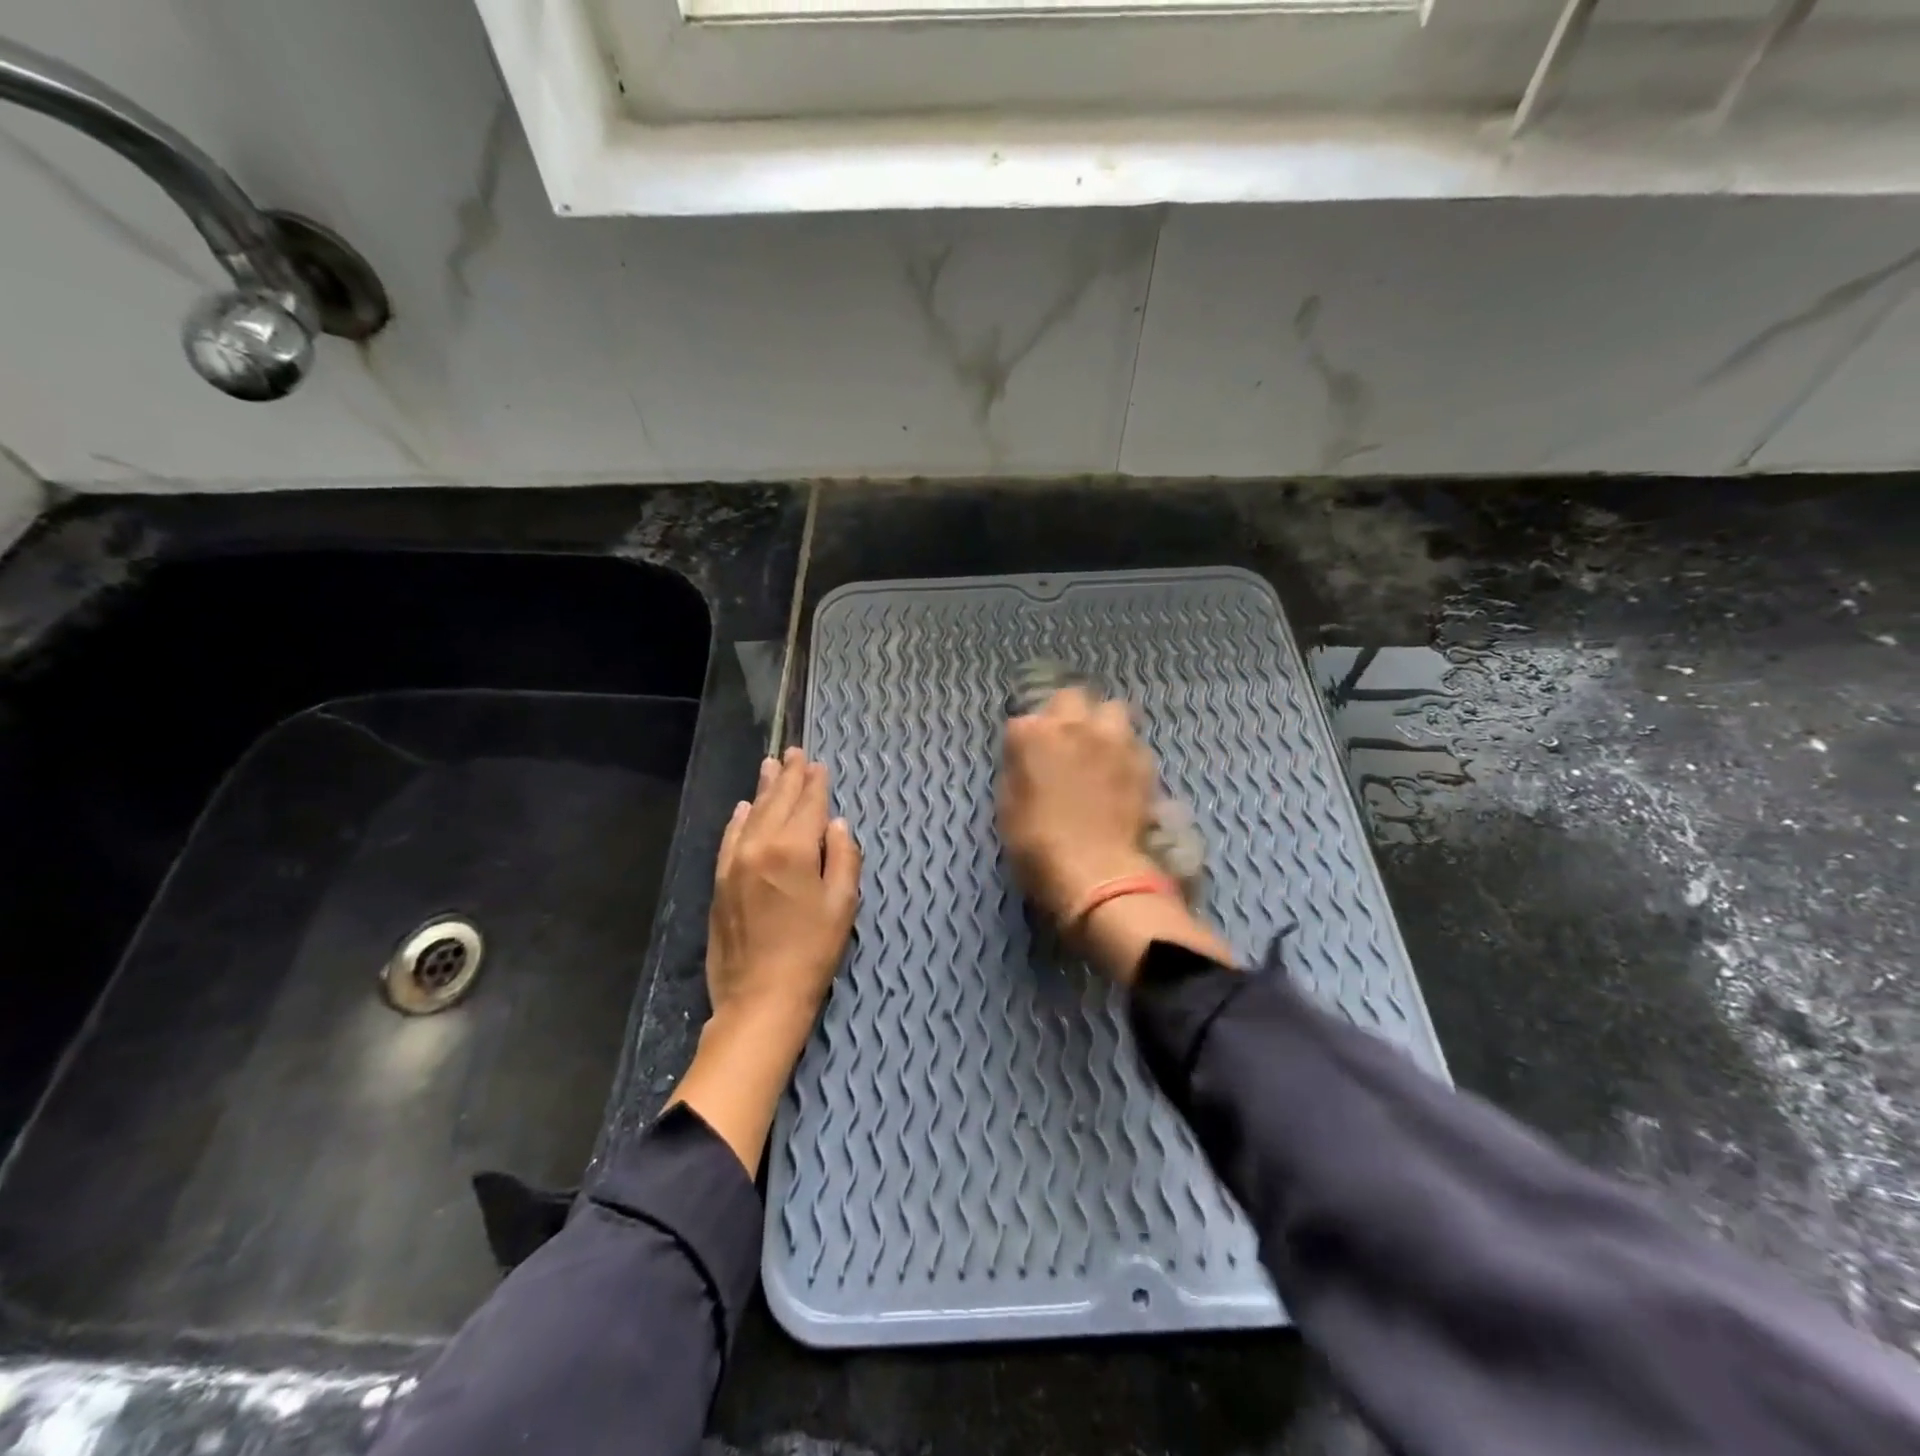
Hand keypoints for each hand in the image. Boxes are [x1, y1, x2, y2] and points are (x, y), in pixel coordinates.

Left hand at [668, 748, 860, 1172]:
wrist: (760, 997)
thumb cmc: (813, 952)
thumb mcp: (843, 904)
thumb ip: (844, 857)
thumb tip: (836, 824)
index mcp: (795, 849)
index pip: (808, 804)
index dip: (815, 783)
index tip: (818, 764)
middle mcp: (761, 846)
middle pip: (778, 802)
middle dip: (788, 776)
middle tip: (794, 752)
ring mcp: (735, 862)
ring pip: (752, 814)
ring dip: (764, 789)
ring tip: (771, 765)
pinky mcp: (720, 881)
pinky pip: (730, 838)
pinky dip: (738, 819)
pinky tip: (744, 808)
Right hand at [999, 687, 1161, 922]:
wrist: (1096, 871)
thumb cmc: (1038, 844)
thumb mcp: (1008, 807)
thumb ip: (1017, 771)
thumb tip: (1026, 759)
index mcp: (1033, 734)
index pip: (1021, 721)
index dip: (1023, 741)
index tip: (1024, 759)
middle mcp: (1074, 725)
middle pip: (1070, 697)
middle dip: (1064, 713)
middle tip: (1063, 741)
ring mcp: (1113, 739)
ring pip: (1111, 708)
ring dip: (1101, 723)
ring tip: (1098, 747)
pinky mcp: (1142, 759)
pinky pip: (1133, 740)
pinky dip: (1124, 750)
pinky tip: (1120, 771)